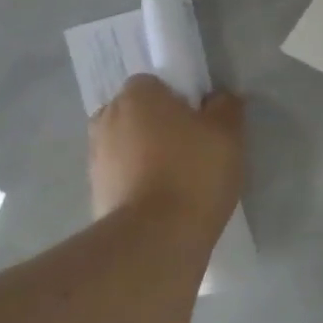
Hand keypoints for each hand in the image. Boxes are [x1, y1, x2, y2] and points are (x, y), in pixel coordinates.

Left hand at [89, 75, 244, 232]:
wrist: (155, 239)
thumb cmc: (193, 172)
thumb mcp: (228, 133)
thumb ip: (226, 106)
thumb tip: (218, 98)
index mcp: (136, 95)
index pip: (155, 83)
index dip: (178, 99)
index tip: (199, 121)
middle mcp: (107, 118)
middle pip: (137, 113)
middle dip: (158, 125)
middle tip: (190, 148)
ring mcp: (96, 158)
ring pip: (127, 145)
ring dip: (146, 155)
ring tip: (177, 180)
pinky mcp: (94, 193)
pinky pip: (122, 177)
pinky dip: (138, 183)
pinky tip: (163, 202)